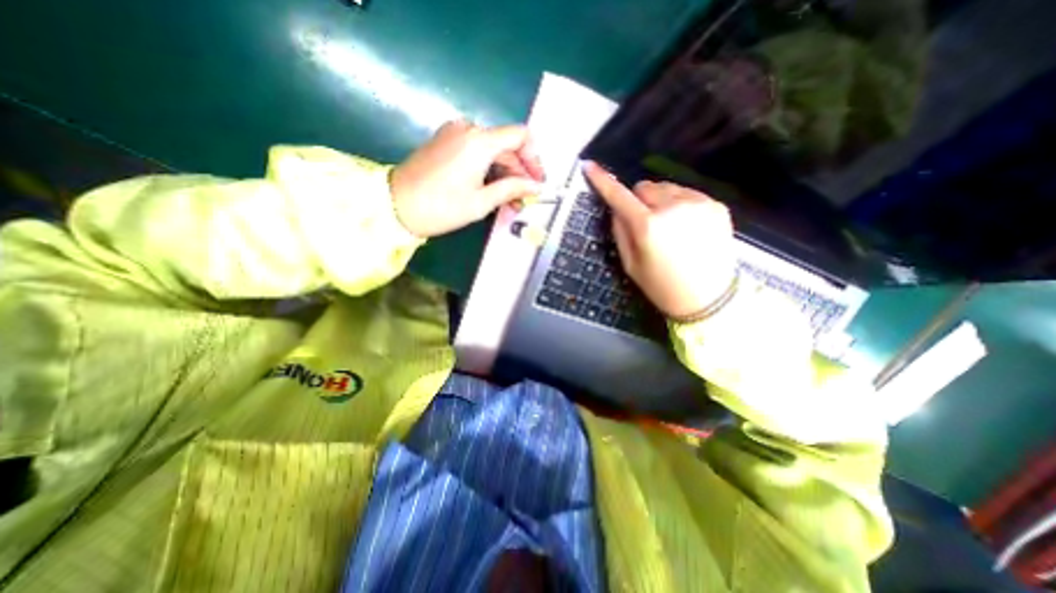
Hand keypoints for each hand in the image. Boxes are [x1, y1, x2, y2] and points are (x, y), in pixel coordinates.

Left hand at [388, 118, 542, 236]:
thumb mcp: (481, 202)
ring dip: (504, 173)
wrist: (396, 205)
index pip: (521, 136)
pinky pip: (476, 151)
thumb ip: (512, 189)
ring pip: (492, 150)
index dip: (534, 158)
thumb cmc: (441, 207)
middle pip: (506, 145)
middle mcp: (469, 129)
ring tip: (510, 201)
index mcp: (479, 141)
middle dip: (519, 172)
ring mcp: (454, 133)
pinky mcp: (445, 141)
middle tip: (524, 199)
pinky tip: (492, 189)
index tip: (537, 181)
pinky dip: (488, 169)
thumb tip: (536, 187)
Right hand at [586, 160, 736, 320]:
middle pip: (645, 187)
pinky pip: (687, 194)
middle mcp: (673, 207)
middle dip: (639, 201)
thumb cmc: (661, 286)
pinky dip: (680, 204)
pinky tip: (686, 227)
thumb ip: (620, 232)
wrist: (708, 299)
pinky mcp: (716, 205)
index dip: (603, 181)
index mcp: (648, 226)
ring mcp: (698, 203)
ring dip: (661, 201)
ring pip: (667, 188)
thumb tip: (617, 208)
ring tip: (669, 227)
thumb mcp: (630, 265)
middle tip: (645, 224)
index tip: (590, 167)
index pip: (619, 196)